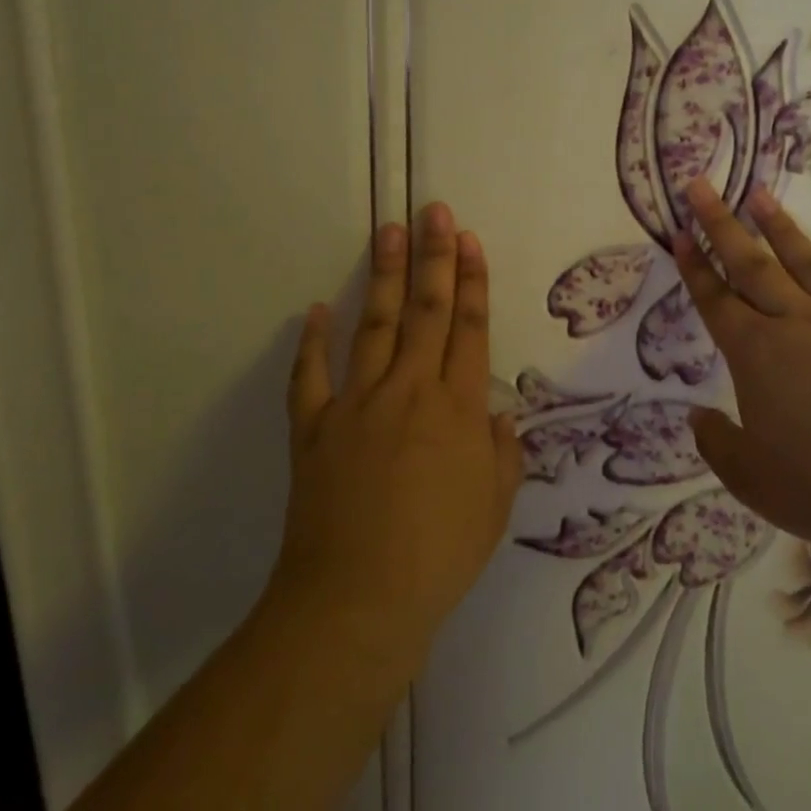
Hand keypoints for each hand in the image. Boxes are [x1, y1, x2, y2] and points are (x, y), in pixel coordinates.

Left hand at [276, 203, 523, 675]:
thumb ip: (500, 452)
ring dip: (385, 276)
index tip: (470, 241)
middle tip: (434, 210)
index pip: (469, 329)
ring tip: (390, 231)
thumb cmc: (439, 557)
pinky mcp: (313, 428)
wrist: (357, 600)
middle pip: (426, 311)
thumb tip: (493, 414)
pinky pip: (310, 375)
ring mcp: (356, 404)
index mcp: (458, 409)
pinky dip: (311, 341)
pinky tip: (316, 309)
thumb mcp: (495, 507)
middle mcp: (409, 391)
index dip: (472, 282)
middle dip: (434, 257)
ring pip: (375, 326)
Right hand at [673, 177, 810, 555]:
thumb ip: (717, 444)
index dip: (694, 265)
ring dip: (784, 230)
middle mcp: (802, 326)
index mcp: (759, 356)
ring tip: (763, 195)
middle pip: (754, 265)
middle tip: (702, 185)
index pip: (716, 300)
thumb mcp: (753, 482)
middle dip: (723, 223)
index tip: (679, 230)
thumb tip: (698, 416)